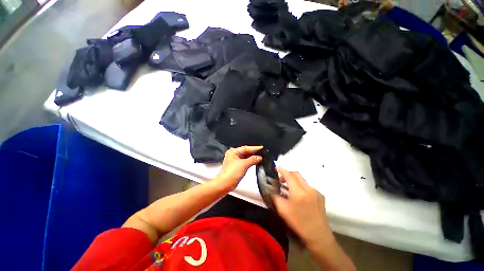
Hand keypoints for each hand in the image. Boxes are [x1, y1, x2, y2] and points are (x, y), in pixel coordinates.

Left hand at [214, 146, 262, 191]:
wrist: (225, 184)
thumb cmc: (231, 173)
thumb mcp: (244, 164)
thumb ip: (252, 159)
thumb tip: (259, 157)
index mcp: (233, 152)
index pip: (245, 148)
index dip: (254, 148)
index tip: (261, 148)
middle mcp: (233, 155)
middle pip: (245, 152)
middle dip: (253, 153)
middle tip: (262, 152)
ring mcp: (235, 161)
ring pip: (245, 157)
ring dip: (252, 158)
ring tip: (260, 157)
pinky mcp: (236, 167)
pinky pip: (245, 162)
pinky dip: (250, 162)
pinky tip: (255, 162)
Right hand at [272, 168, 332, 245]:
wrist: (318, 235)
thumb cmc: (298, 223)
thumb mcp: (282, 210)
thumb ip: (275, 196)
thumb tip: (271, 188)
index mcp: (298, 192)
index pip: (289, 175)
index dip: (282, 170)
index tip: (277, 168)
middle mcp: (308, 189)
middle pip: (296, 174)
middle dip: (288, 174)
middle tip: (281, 180)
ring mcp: (316, 191)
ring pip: (302, 180)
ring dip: (294, 180)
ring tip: (289, 188)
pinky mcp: (320, 195)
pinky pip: (308, 186)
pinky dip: (301, 186)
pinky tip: (299, 196)